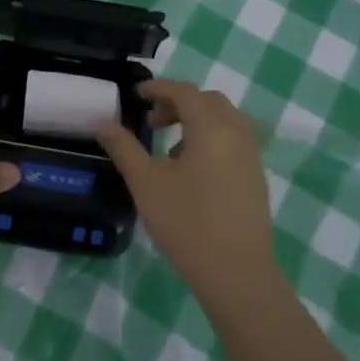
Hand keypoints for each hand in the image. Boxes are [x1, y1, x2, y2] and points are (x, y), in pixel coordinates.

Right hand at [96, 81, 275, 292]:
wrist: (236, 272)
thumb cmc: (186, 222)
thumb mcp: (146, 182)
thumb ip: (124, 147)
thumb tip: (103, 122)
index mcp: (211, 127)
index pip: (184, 92)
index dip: (158, 88)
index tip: (136, 94)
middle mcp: (237, 133)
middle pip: (208, 102)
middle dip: (178, 103)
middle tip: (152, 122)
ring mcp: (252, 156)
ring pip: (225, 121)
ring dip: (197, 122)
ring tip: (170, 150)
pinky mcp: (256, 177)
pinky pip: (234, 142)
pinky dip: (212, 140)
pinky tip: (192, 172)